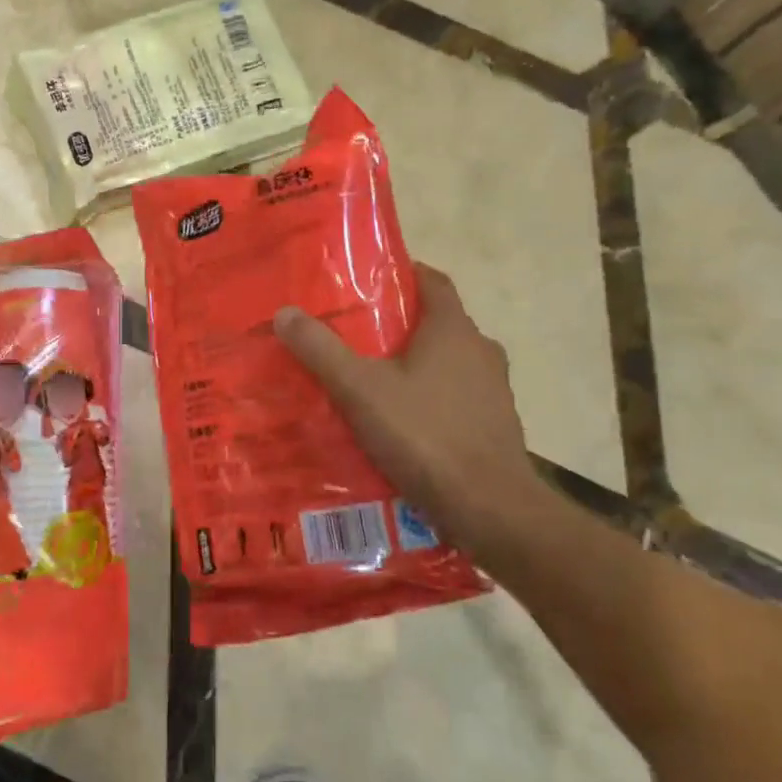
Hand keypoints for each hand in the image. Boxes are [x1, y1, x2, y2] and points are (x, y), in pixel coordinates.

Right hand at [273, 263, 551, 557]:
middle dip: (400, 325)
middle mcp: (481, 351)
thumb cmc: (425, 435)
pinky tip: (401, 424)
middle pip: (438, 323)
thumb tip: (285, 313)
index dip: (404, 273)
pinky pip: (456, 398)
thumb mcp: (360, 390)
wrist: (489, 508)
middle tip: (356, 335)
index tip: (370, 281)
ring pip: (449, 363)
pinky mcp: (495, 425)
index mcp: (453, 330)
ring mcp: (494, 390)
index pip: (433, 281)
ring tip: (372, 381)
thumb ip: (322, 350)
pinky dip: (430, 399)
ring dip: (416, 365)